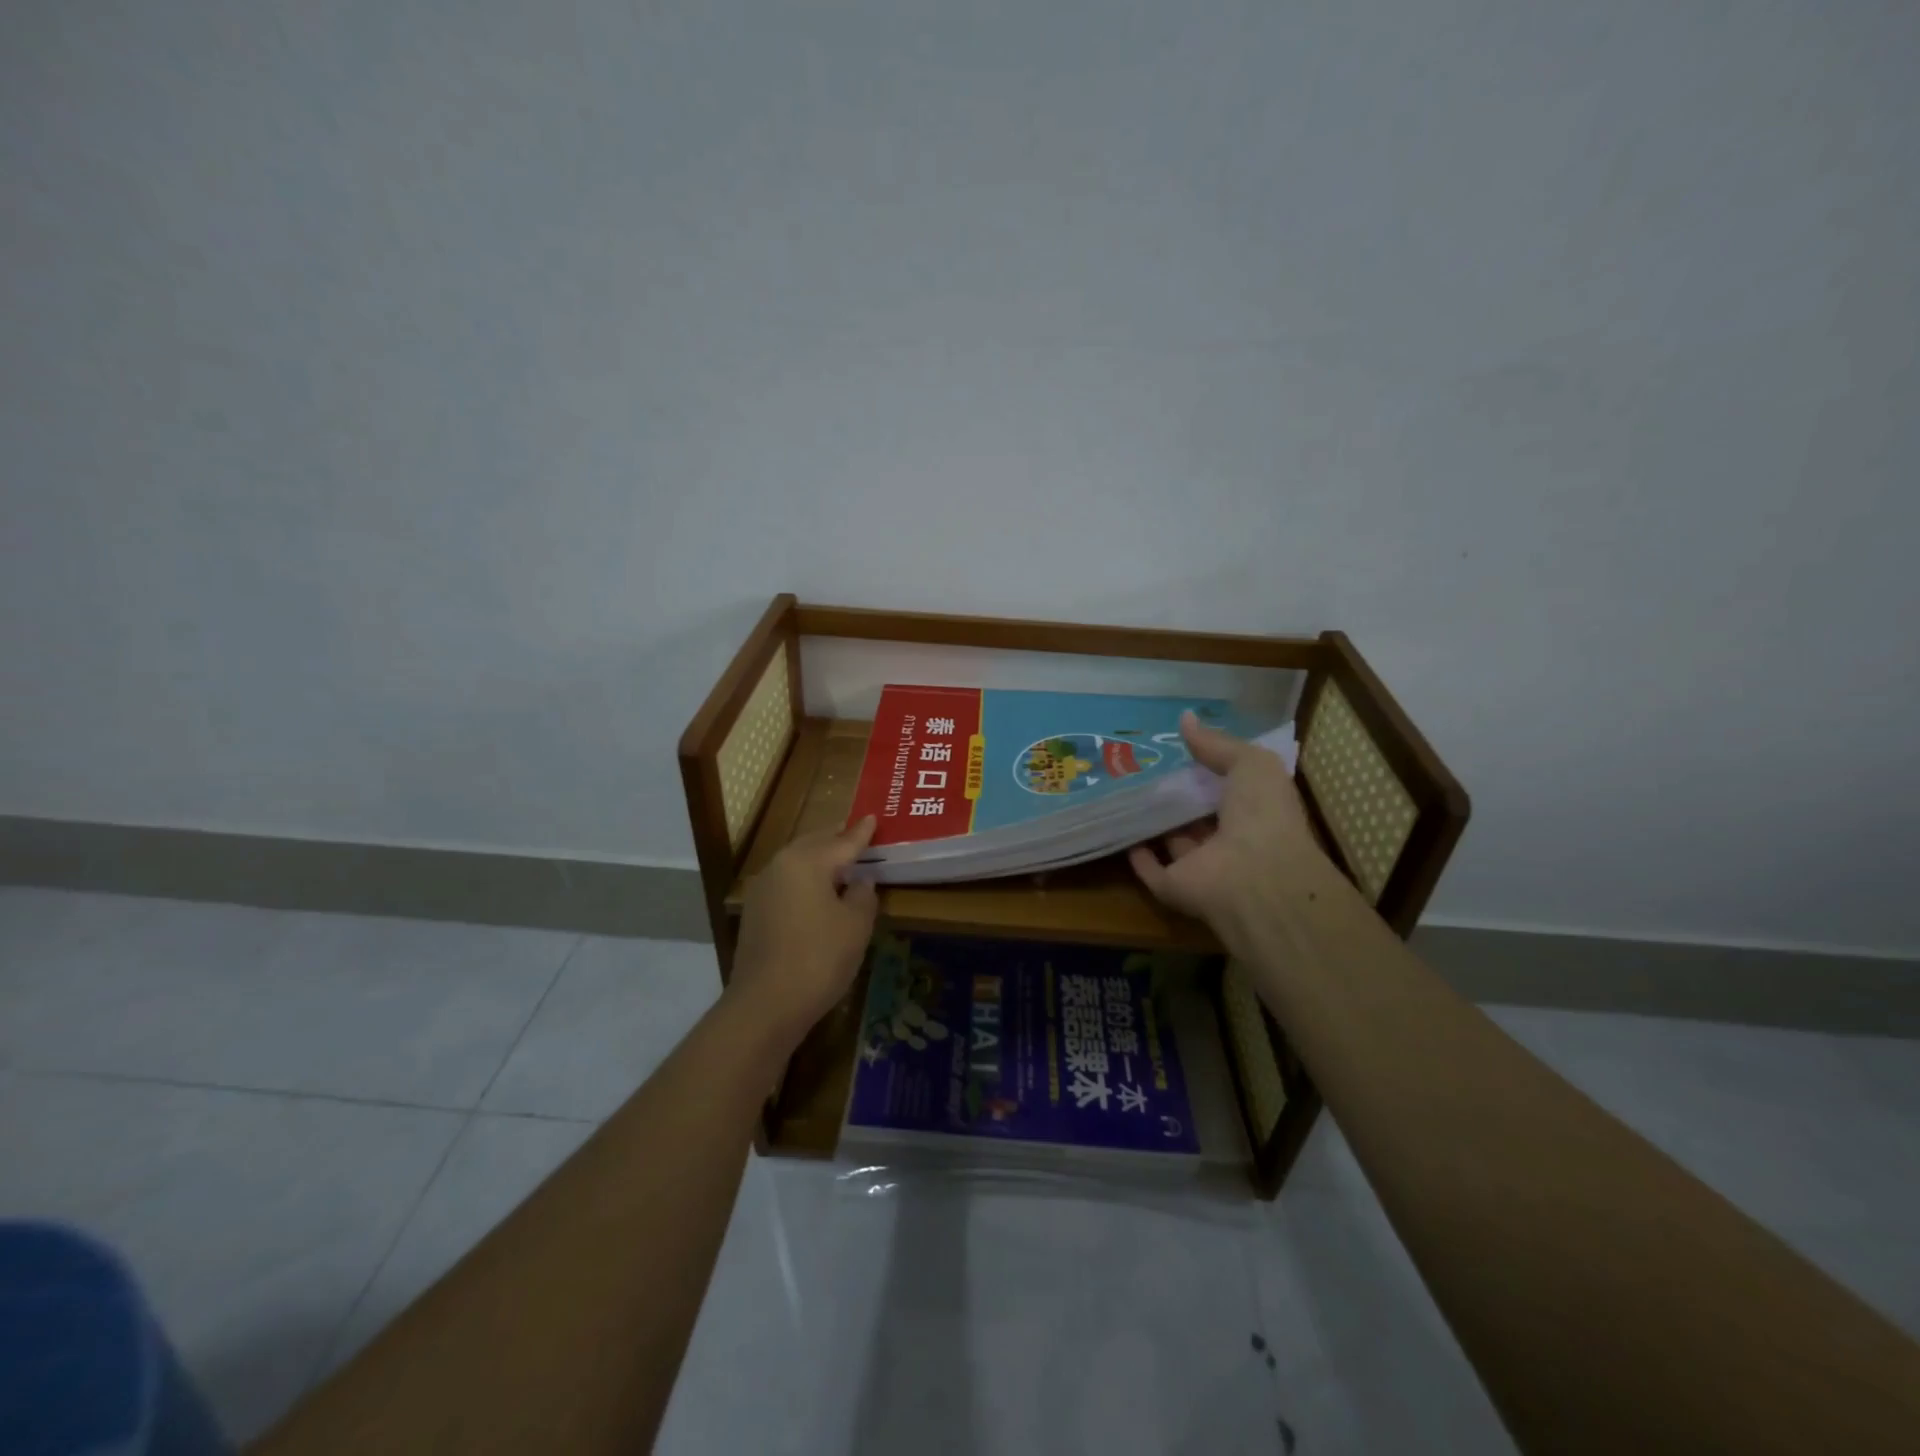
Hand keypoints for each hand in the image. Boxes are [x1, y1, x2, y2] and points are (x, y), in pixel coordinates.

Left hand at [729, 817, 879, 1050]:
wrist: (765, 1005)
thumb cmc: (819, 958)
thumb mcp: (856, 925)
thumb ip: (863, 895)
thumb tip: (860, 881)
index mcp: (806, 861)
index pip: (842, 841)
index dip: (862, 832)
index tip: (874, 817)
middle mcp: (780, 866)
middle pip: (815, 844)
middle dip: (837, 839)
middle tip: (858, 834)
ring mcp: (763, 889)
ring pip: (798, 863)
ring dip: (820, 860)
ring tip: (842, 862)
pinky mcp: (756, 913)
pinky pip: (788, 883)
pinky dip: (807, 880)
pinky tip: (820, 893)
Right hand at [1128, 712, 1332, 948]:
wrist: (1255, 875)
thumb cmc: (1263, 813)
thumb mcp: (1251, 763)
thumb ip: (1218, 744)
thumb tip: (1185, 718)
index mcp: (1255, 811)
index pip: (1229, 788)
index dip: (1208, 769)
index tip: (1179, 750)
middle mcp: (1229, 840)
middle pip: (1198, 815)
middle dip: (1178, 796)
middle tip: (1145, 770)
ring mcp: (1202, 867)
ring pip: (1175, 841)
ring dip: (1156, 823)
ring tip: (1127, 795)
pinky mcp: (1175, 887)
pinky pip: (1152, 871)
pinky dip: (1139, 857)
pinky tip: (1122, 834)